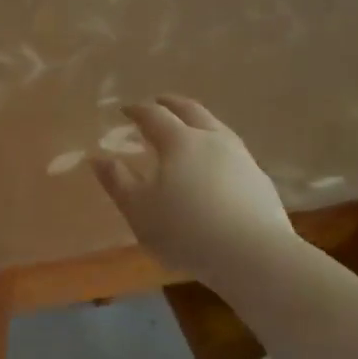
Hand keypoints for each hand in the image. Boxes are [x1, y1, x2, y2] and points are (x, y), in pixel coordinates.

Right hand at [92, 95, 294, 283]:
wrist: (253, 255)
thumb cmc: (185, 230)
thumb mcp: (138, 209)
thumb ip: (117, 181)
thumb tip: (98, 158)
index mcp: (179, 141)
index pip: (154, 115)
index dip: (137, 110)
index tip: (125, 110)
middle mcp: (213, 140)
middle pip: (191, 111)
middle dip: (171, 104)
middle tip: (158, 103)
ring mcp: (241, 157)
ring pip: (216, 127)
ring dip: (197, 123)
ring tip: (187, 132)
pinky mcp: (259, 180)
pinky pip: (232, 152)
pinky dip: (215, 148)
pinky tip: (214, 166)